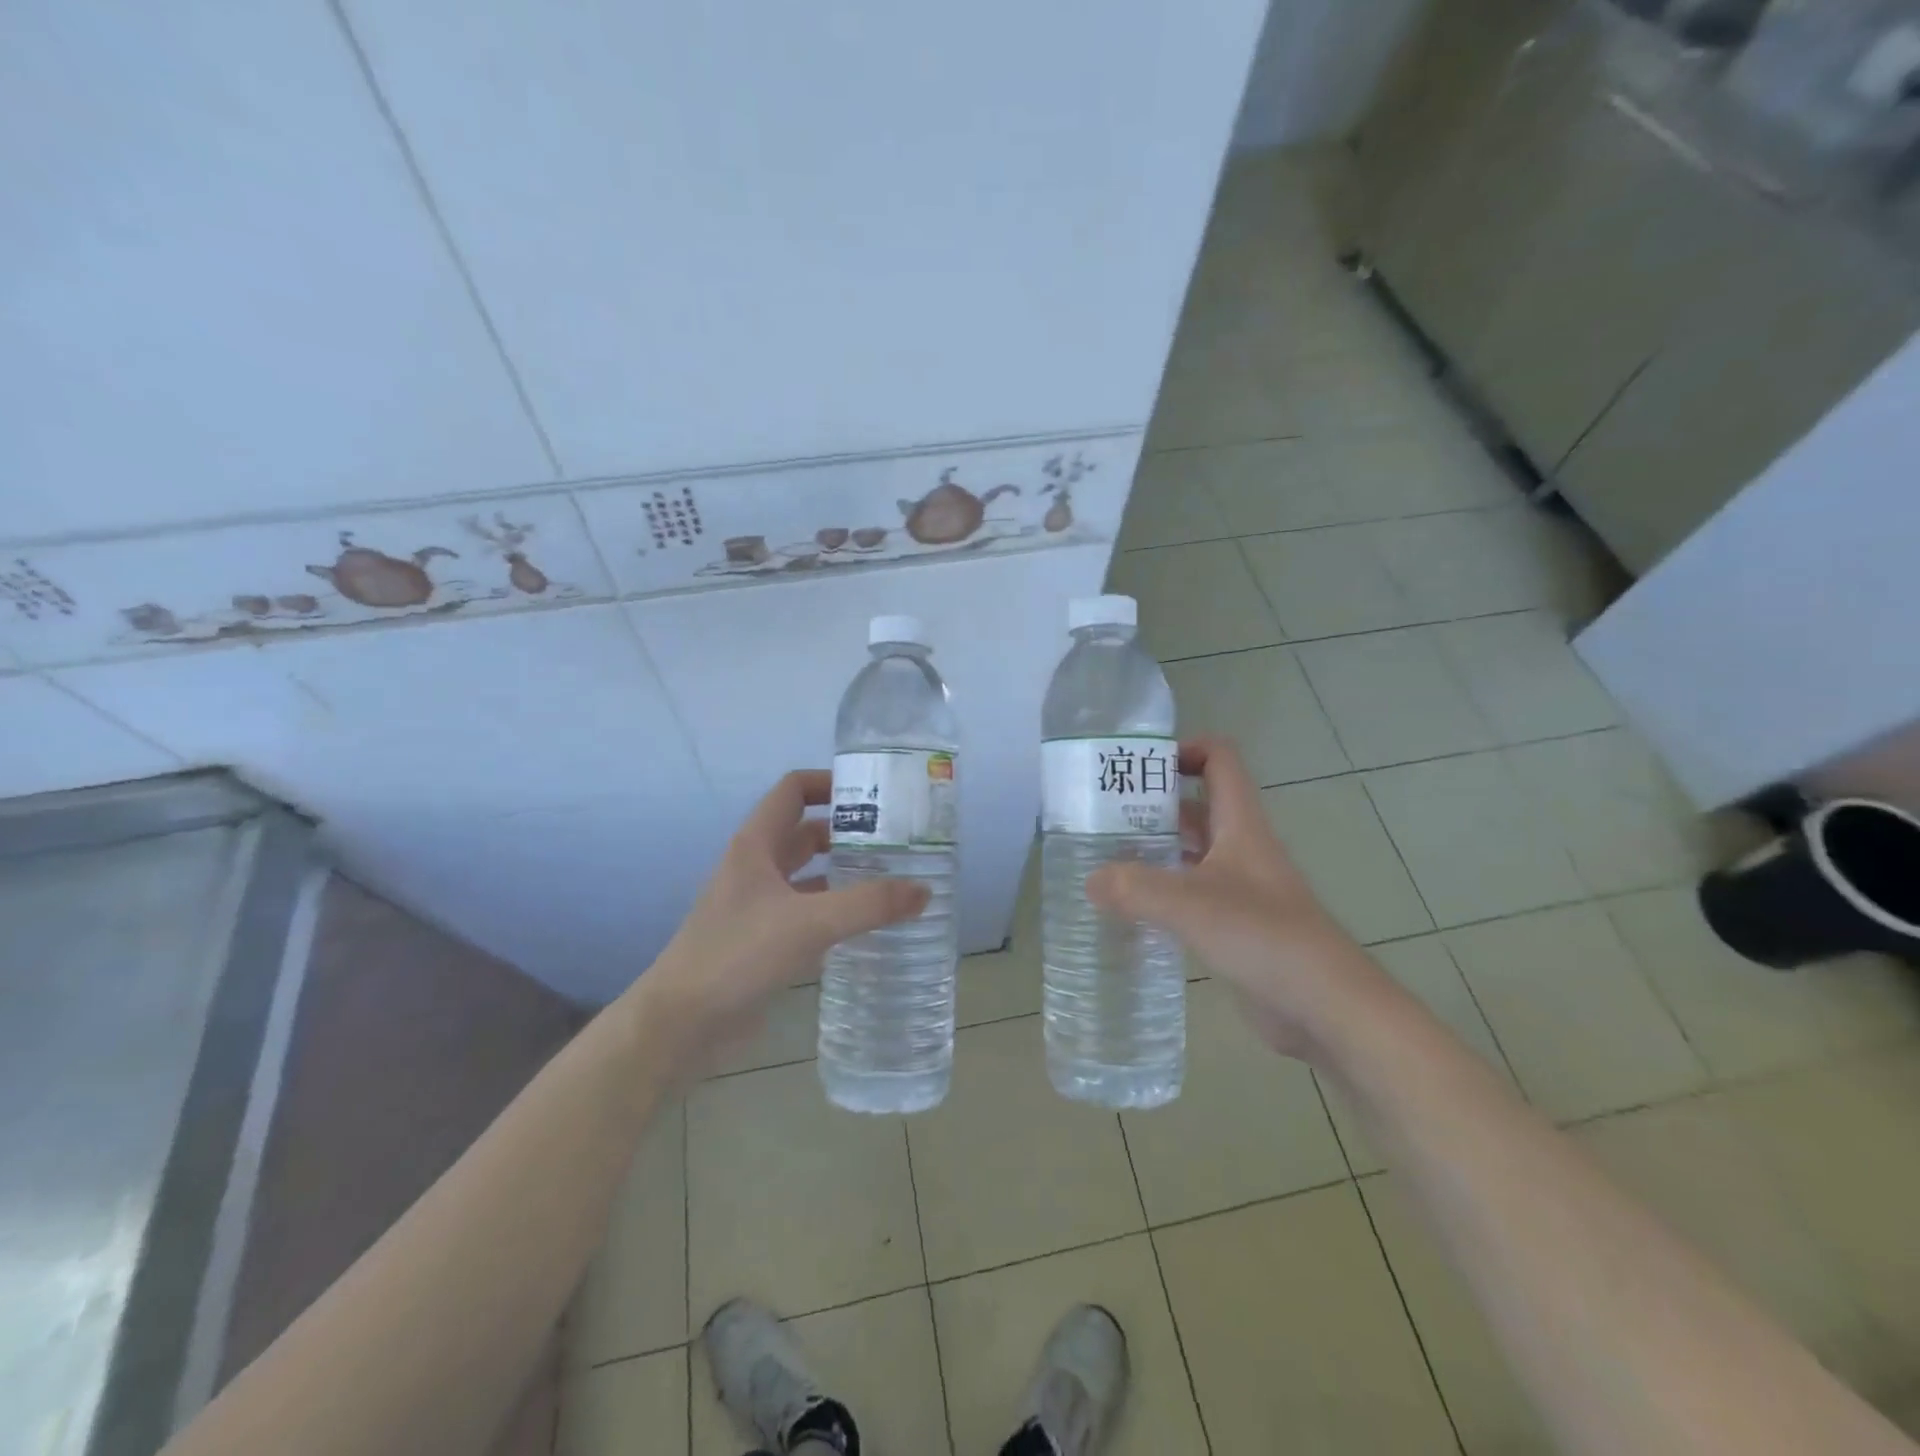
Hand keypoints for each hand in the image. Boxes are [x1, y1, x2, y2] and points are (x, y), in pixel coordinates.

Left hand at [628, 770, 928, 1075]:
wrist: (681, 1023)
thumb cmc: (738, 955)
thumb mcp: (809, 923)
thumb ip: (869, 904)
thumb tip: (925, 890)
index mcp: (757, 844)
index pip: (793, 790)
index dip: (830, 782)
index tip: (874, 793)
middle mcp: (757, 866)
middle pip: (806, 831)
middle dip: (849, 831)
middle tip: (897, 839)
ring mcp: (759, 904)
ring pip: (809, 873)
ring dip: (844, 871)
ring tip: (893, 877)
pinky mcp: (764, 939)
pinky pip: (807, 911)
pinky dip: (835, 909)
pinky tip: (867, 923)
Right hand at [1087, 737, 1393, 1059]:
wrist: (1326, 1006)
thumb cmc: (1264, 937)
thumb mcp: (1191, 905)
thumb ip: (1135, 888)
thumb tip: (1090, 880)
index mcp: (1240, 824)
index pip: (1219, 760)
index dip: (1183, 750)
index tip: (1137, 766)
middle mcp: (1241, 848)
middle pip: (1196, 807)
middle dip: (1151, 806)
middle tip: (1101, 817)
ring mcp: (1240, 888)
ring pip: (1190, 853)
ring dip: (1153, 852)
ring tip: (1104, 860)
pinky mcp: (1235, 926)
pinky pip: (1191, 896)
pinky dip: (1161, 895)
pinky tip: (1129, 910)